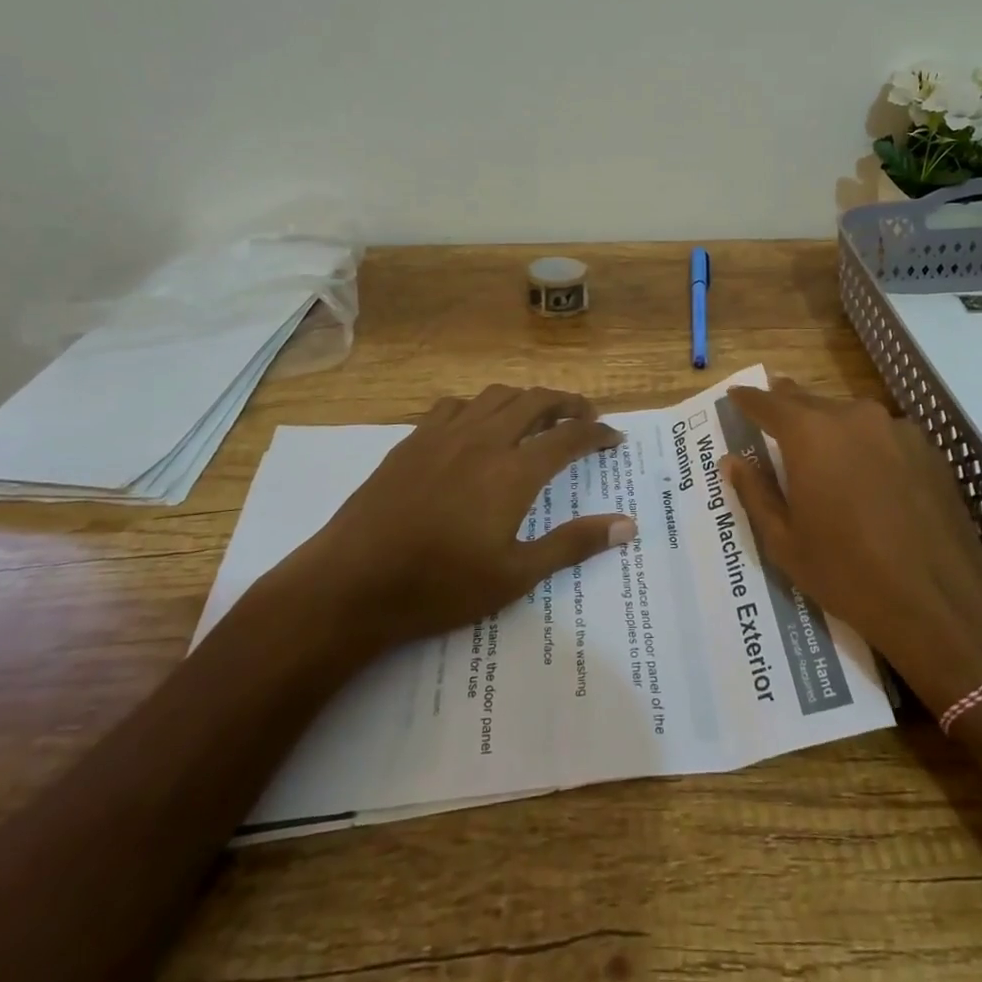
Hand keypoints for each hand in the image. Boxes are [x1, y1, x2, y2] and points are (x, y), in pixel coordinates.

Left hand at [260, 386, 636, 662]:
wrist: (353, 582)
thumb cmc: (440, 586)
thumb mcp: (515, 575)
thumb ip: (573, 544)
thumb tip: (627, 525)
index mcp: (514, 470)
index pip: (569, 437)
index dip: (597, 433)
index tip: (614, 437)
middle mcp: (484, 438)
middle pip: (536, 401)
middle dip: (568, 403)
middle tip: (585, 417)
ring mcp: (445, 434)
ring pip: (496, 395)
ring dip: (525, 399)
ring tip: (537, 417)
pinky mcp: (413, 440)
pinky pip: (456, 405)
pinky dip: (480, 407)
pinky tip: (477, 427)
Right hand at [721, 379, 981, 714]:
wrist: (940, 602)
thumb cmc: (848, 573)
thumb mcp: (785, 541)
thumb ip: (755, 493)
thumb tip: (732, 460)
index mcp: (810, 434)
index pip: (768, 403)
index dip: (748, 399)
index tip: (735, 394)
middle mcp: (853, 417)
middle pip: (811, 401)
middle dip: (789, 403)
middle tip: (773, 402)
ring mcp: (896, 429)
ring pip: (850, 416)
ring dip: (831, 424)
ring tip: (821, 443)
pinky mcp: (928, 449)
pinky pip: (884, 435)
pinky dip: (867, 444)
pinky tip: (869, 473)